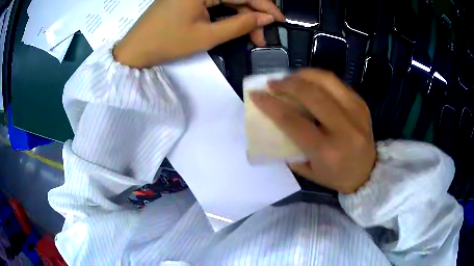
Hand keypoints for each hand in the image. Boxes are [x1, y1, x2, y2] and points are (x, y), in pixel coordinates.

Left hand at [114, 0, 283, 67]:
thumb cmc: (167, 43)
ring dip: (242, 16)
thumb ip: (239, 25)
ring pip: (227, 0)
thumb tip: (266, 18)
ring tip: (252, 36)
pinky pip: (215, 3)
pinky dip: (227, 15)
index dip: (264, 5)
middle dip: (253, 14)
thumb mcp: (207, 36)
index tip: (279, 20)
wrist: (135, 51)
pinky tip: (235, 26)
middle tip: (263, 35)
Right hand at [250, 70, 376, 193]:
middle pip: (311, 94)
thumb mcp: (309, 171)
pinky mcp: (361, 104)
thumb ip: (290, 148)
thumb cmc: (336, 176)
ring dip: (304, 75)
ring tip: (291, 78)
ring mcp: (356, 112)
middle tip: (273, 82)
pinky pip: (337, 83)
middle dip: (287, 83)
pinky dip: (319, 79)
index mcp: (326, 150)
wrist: (369, 173)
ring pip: (327, 80)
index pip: (293, 121)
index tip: (256, 94)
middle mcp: (343, 128)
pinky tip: (310, 83)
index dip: (271, 105)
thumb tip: (274, 123)